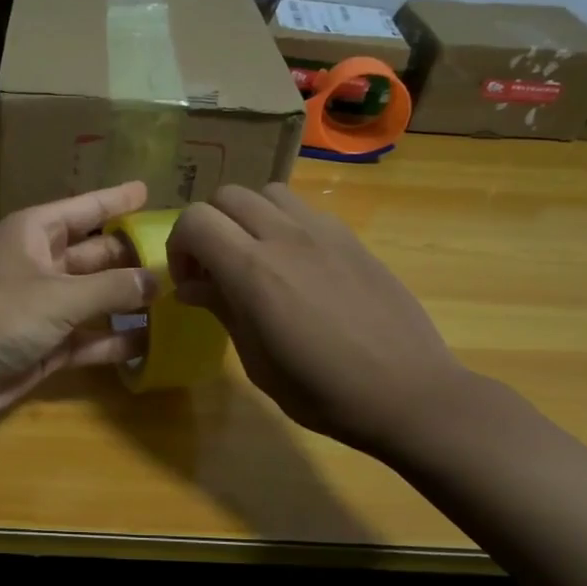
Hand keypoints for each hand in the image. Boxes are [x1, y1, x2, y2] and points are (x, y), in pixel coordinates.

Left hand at [0, 181, 159, 417]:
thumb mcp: (59, 295)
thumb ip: (112, 287)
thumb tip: (158, 280)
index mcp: (36, 233)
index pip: (86, 209)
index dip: (116, 200)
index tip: (149, 191)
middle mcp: (42, 264)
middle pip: (97, 254)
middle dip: (133, 255)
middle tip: (181, 256)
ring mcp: (45, 306)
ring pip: (97, 297)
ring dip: (130, 300)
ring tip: (180, 298)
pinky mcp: (47, 344)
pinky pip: (90, 337)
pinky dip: (115, 340)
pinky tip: (151, 342)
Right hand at [166, 183, 469, 451]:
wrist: (408, 393)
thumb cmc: (323, 392)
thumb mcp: (258, 362)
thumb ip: (223, 311)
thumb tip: (192, 287)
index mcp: (253, 271)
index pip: (195, 220)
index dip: (179, 246)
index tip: (189, 282)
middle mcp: (285, 237)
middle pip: (227, 196)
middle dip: (208, 227)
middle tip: (214, 268)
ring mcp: (323, 232)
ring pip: (267, 192)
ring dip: (247, 217)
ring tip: (254, 257)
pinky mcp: (352, 238)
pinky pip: (304, 210)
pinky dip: (284, 224)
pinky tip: (296, 265)